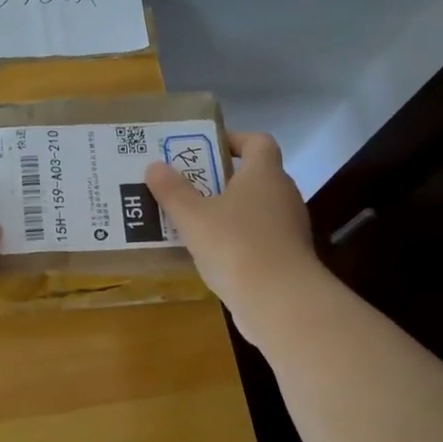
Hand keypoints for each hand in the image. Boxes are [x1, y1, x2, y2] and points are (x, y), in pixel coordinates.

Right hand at [144, 132, 320, 342]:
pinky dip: (234, 241)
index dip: (234, 139)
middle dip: (219, 179)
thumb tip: (154, 166)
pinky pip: (255, 239)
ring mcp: (288, 229)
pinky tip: (207, 254)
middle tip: (184, 186)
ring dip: (225, 213)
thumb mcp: (193, 217)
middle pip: (253, 177)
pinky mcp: (285, 259)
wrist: (280, 302)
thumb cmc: (236, 246)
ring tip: (189, 221)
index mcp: (264, 175)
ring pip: (253, 211)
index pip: (258, 141)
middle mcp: (282, 196)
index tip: (204, 148)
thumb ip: (173, 191)